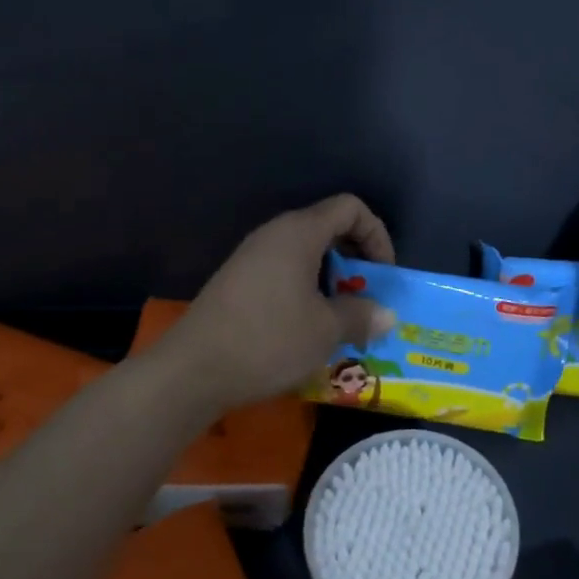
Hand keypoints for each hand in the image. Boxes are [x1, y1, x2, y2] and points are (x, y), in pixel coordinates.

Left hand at [160, 195, 395, 409]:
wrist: (192, 370)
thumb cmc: (269, 340)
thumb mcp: (326, 331)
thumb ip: (361, 316)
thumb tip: (386, 315)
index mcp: (299, 232)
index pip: (349, 208)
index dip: (376, 234)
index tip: (383, 274)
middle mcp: (274, 234)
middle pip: (327, 228)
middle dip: (355, 259)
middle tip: (366, 298)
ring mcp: (251, 257)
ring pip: (305, 254)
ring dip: (331, 280)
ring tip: (340, 319)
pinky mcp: (237, 281)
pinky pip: (283, 272)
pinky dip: (305, 290)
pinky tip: (306, 328)